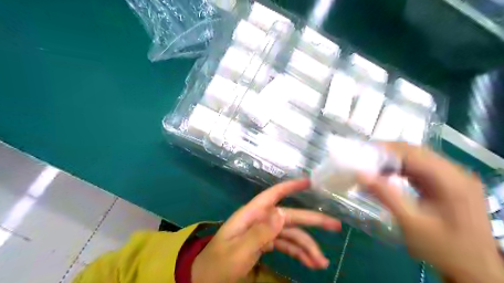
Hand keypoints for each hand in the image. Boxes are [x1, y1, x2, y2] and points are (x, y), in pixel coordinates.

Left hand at [191, 179, 339, 282]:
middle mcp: (260, 220)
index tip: (308, 181)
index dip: (290, 186)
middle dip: (312, 221)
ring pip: (290, 234)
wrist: (205, 278)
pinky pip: (285, 245)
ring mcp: (263, 232)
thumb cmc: (218, 264)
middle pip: (289, 217)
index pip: (273, 195)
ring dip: (306, 247)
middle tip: (335, 226)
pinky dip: (298, 253)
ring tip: (321, 263)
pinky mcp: (265, 244)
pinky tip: (310, 264)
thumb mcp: (238, 251)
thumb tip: (282, 213)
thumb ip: (260, 233)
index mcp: (252, 215)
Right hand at [358, 143, 503, 282]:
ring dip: (394, 161)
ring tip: (372, 166)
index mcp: (451, 181)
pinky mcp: (449, 184)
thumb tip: (361, 174)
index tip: (362, 153)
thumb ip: (387, 196)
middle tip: (364, 159)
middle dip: (388, 153)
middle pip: (416, 152)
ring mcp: (455, 178)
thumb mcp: (411, 224)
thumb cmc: (443, 249)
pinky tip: (389, 175)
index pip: (413, 153)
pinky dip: (402, 169)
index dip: (386, 150)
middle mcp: (456, 173)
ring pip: (418, 158)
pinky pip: (422, 168)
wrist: (474, 269)